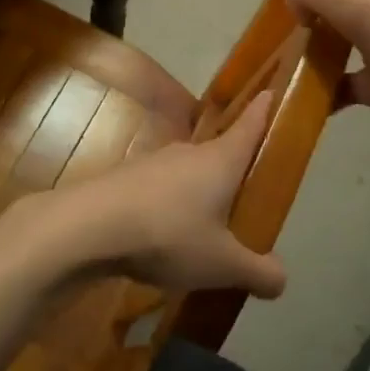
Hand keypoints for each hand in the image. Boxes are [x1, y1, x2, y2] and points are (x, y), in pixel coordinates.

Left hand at [42, 92, 286, 299]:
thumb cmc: (169, 234)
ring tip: (204, 232)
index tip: (271, 92)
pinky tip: (164, 239)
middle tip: (245, 200)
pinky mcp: (125, 178)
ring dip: (198, 195)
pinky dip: (169, 208)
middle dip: (233, 172)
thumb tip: (281, 278)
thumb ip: (258, 272)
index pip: (250, 125)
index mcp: (220, 160)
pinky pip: (160, 191)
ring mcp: (153, 162)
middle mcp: (188, 152)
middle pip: (219, 154)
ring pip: (188, 175)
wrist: (89, 226)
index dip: (264, 110)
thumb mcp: (223, 264)